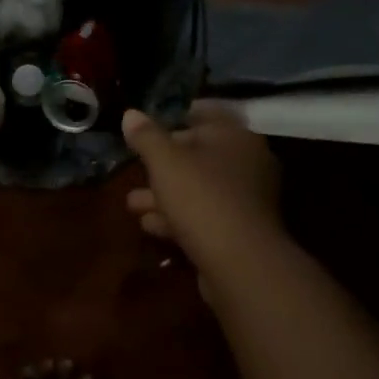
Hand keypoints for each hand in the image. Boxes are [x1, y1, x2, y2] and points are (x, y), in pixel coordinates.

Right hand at [123, 101, 283, 275]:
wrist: (241, 265)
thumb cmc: (202, 197)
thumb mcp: (164, 161)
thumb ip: (146, 136)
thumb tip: (130, 114)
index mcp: (235, 136)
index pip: (204, 114)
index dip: (174, 116)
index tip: (147, 126)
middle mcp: (247, 163)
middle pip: (199, 154)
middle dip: (163, 164)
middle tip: (135, 168)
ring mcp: (246, 200)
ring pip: (199, 188)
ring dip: (165, 194)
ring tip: (132, 203)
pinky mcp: (241, 232)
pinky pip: (205, 215)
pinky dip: (178, 217)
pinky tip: (150, 225)